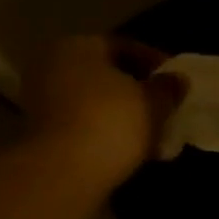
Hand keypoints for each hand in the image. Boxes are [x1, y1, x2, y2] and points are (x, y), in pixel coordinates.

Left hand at [21, 36, 177, 193]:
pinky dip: (104, 132)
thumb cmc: (111, 122)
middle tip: (163, 107)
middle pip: (104, 74)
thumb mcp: (153, 103)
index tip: (175, 81)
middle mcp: (53, 66)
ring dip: (121, 114)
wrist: (63, 173)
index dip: (154, 62)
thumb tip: (178, 80)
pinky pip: (82, 124)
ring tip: (151, 133)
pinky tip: (129, 149)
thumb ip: (167, 88)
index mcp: (78, 46)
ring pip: (93, 101)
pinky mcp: (41, 134)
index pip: (123, 46)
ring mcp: (41, 101)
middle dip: (135, 91)